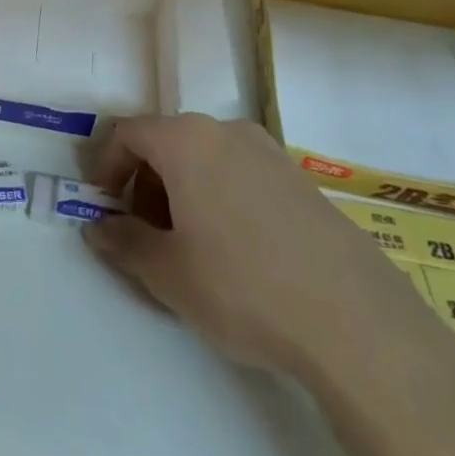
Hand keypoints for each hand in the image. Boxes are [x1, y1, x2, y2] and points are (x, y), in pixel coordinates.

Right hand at [82, 115, 436, 380]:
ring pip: (207, 160)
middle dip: (145, 184)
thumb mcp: (166, 272)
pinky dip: (221, 200)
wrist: (356, 323)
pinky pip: (243, 177)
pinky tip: (237, 253)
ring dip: (183, 193)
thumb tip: (98, 228)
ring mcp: (272, 155)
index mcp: (188, 140)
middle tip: (145, 234)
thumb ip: (123, 242)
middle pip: (168, 144)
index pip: (128, 133)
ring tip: (191, 248)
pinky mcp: (303, 183)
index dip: (106, 166)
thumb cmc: (241, 286)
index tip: (102, 206)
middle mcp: (228, 132)